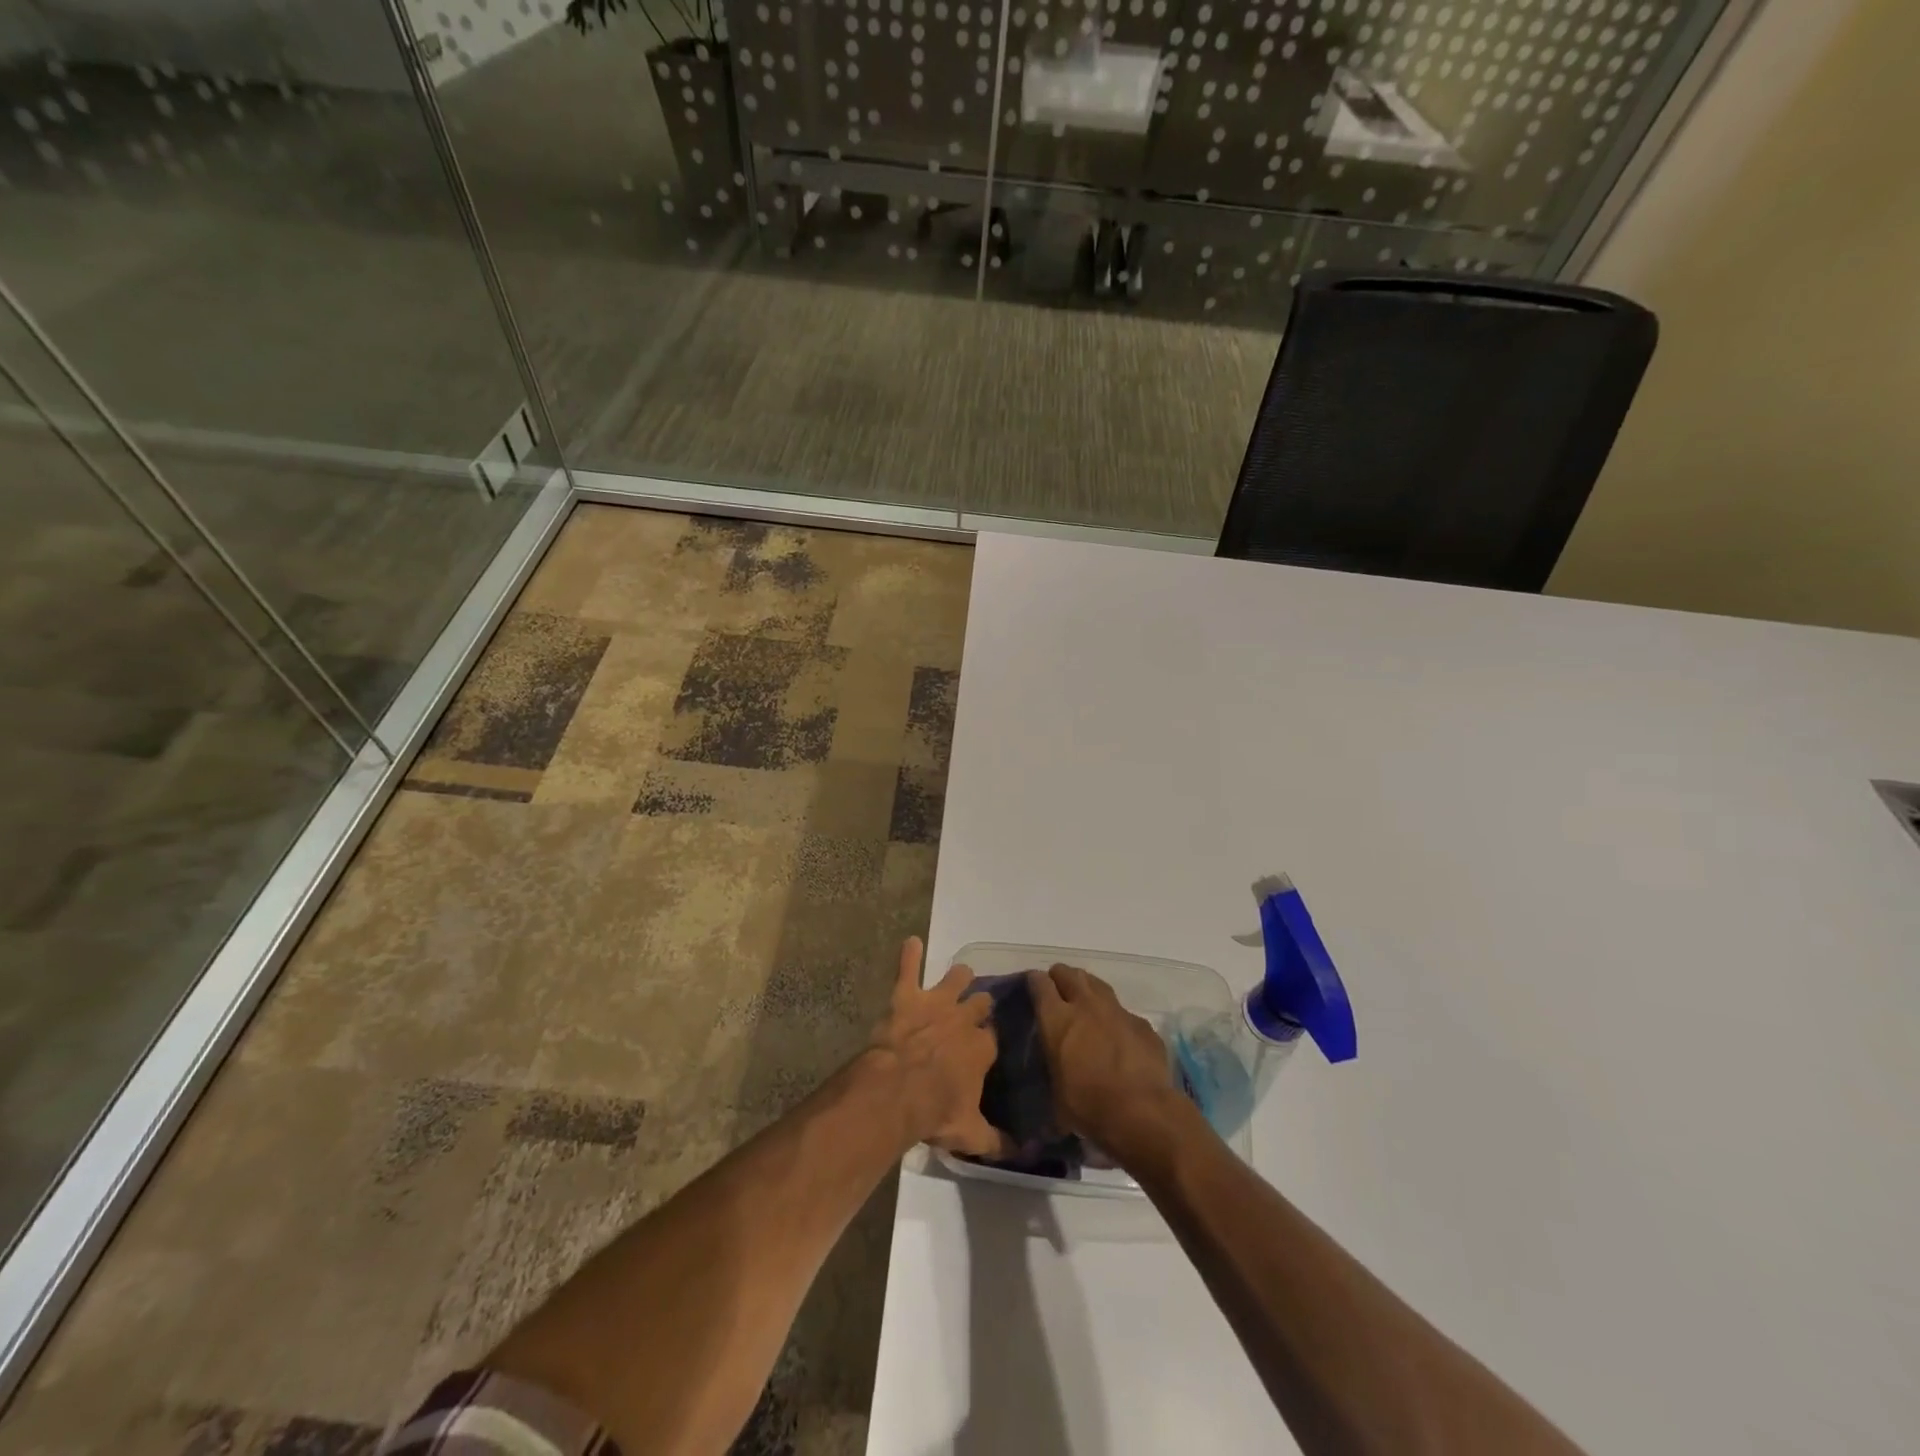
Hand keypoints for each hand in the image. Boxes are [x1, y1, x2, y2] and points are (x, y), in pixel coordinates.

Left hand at [866, 938, 1007, 1157]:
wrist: (897, 1091)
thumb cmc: (935, 1111)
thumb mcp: (970, 1134)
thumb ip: (998, 1142)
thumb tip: (1024, 1154)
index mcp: (982, 1048)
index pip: (994, 1037)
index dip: (991, 1039)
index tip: (989, 1043)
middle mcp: (964, 1018)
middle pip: (980, 1003)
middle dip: (980, 1005)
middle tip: (977, 1009)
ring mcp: (936, 1002)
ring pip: (956, 978)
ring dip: (957, 977)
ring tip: (959, 976)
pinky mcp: (907, 996)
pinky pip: (909, 967)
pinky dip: (910, 955)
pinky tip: (911, 942)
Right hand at [1028, 964, 1183, 1160]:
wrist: (1142, 1112)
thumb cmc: (1089, 1106)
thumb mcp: (1056, 1093)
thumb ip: (1053, 1070)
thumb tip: (1052, 1077)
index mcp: (1057, 1019)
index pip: (1040, 984)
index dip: (1034, 982)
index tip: (1031, 986)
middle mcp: (1086, 1005)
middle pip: (1069, 974)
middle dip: (1060, 977)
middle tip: (1057, 989)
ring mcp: (1117, 1011)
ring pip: (1097, 985)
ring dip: (1087, 988)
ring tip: (1084, 1000)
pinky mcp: (1142, 1024)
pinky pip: (1123, 1012)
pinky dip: (1115, 1017)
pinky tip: (1116, 1032)